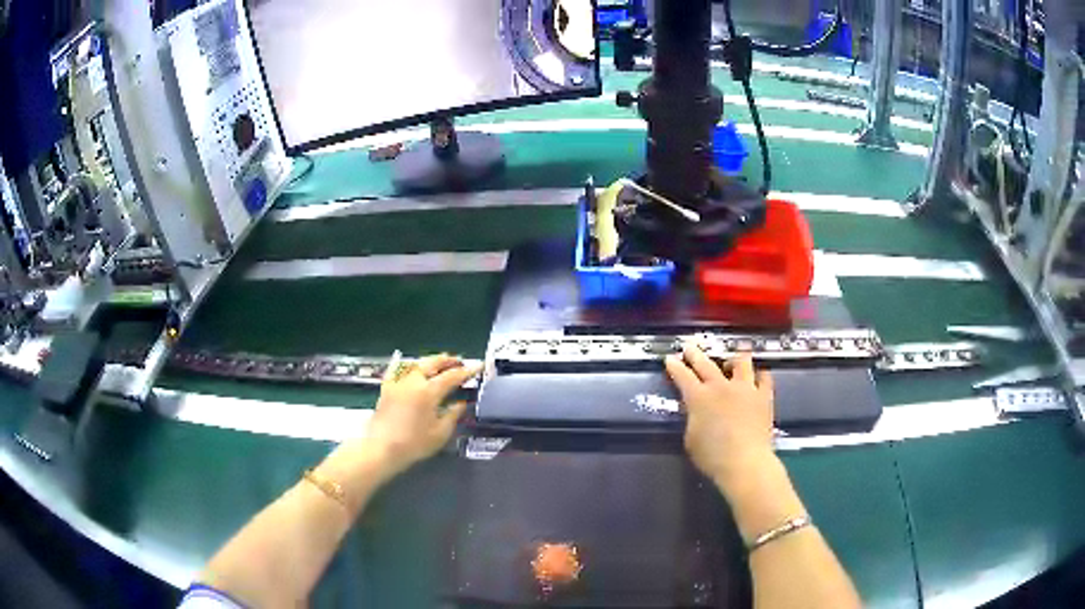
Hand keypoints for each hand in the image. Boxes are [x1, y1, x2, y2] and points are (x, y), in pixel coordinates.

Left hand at [362, 353, 480, 477]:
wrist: (381, 448)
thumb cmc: (414, 444)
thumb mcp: (440, 433)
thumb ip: (452, 415)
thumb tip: (461, 403)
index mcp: (429, 392)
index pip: (452, 376)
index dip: (467, 371)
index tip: (478, 366)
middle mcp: (413, 381)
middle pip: (432, 363)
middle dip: (447, 360)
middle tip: (458, 361)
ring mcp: (398, 382)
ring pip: (416, 364)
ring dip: (429, 361)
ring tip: (438, 363)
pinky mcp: (386, 388)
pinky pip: (396, 369)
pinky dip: (405, 365)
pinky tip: (408, 365)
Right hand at [665, 344, 775, 490]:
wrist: (745, 462)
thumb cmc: (713, 457)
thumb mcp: (691, 438)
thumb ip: (692, 419)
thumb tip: (695, 410)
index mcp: (699, 398)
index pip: (682, 376)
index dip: (674, 366)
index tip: (670, 358)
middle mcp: (721, 387)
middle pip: (706, 364)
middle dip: (695, 354)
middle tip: (689, 347)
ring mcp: (745, 389)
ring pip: (741, 362)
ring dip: (734, 357)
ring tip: (732, 356)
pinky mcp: (764, 396)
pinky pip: (764, 377)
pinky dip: (759, 374)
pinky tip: (757, 375)